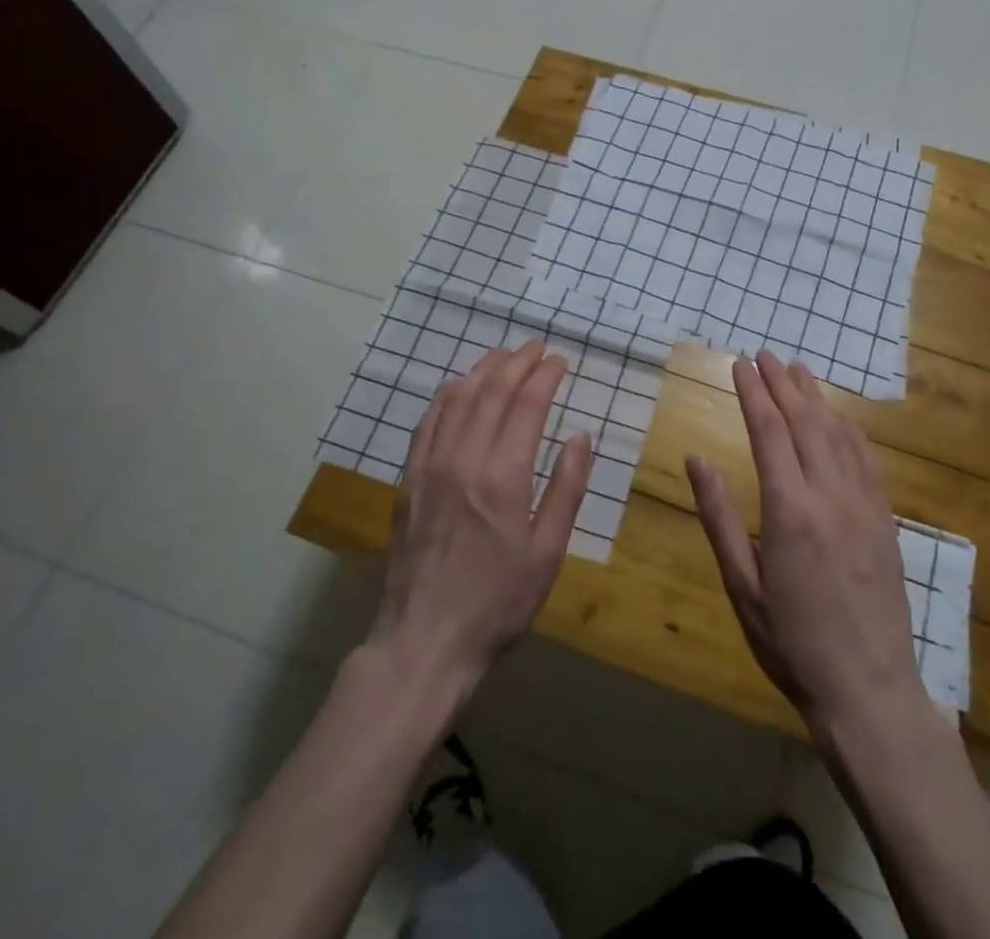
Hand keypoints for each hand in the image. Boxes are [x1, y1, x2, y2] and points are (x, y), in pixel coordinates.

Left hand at [368, 342, 590, 698]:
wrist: (424, 641)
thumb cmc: (497, 603)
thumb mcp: (547, 554)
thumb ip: (566, 490)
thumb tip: (580, 437)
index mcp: (504, 477)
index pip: (527, 405)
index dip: (545, 376)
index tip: (560, 361)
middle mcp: (464, 459)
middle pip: (492, 391)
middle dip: (517, 362)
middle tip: (537, 348)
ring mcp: (430, 466)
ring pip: (457, 398)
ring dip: (483, 370)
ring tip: (503, 355)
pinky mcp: (409, 479)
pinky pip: (427, 422)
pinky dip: (447, 396)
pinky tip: (458, 387)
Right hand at [689, 352, 921, 731]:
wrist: (869, 689)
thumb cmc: (791, 642)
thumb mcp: (742, 586)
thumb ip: (719, 518)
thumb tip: (697, 460)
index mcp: (789, 510)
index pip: (769, 432)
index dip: (753, 393)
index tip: (740, 364)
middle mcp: (830, 496)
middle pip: (805, 422)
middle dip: (782, 384)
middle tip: (764, 354)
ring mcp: (864, 505)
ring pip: (838, 434)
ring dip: (816, 398)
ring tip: (797, 370)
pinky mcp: (885, 520)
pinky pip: (867, 460)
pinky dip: (849, 429)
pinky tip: (839, 418)